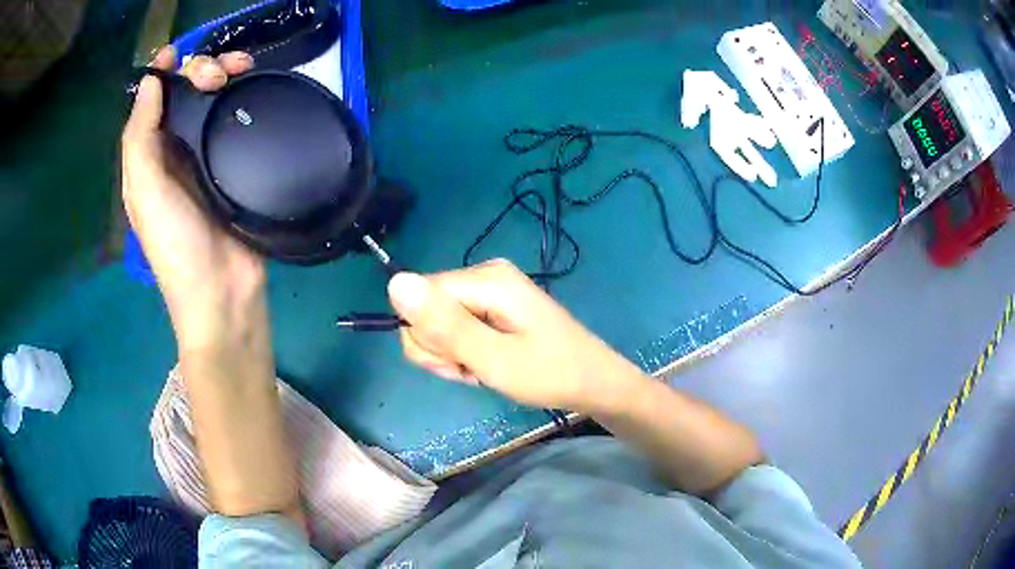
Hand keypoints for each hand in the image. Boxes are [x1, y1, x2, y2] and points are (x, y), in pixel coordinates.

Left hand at [121, 46, 260, 350]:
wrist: (222, 292)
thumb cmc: (176, 245)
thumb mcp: (145, 192)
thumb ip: (140, 138)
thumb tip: (150, 82)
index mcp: (148, 157)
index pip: (152, 102)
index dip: (162, 73)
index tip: (178, 52)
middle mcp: (173, 151)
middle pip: (183, 96)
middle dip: (199, 71)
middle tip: (221, 73)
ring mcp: (205, 157)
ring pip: (211, 102)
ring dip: (223, 77)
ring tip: (244, 70)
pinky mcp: (234, 164)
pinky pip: (234, 120)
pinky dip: (241, 98)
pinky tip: (252, 87)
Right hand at [387, 259, 649, 413]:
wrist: (594, 383)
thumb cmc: (549, 374)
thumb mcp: (493, 359)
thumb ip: (444, 324)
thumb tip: (394, 281)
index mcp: (486, 278)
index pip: (418, 298)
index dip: (429, 338)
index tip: (459, 364)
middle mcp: (484, 274)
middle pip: (426, 309)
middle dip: (442, 349)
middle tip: (475, 369)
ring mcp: (490, 289)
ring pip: (438, 322)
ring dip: (453, 355)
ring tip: (485, 369)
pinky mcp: (494, 305)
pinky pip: (457, 326)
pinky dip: (465, 352)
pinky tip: (488, 364)